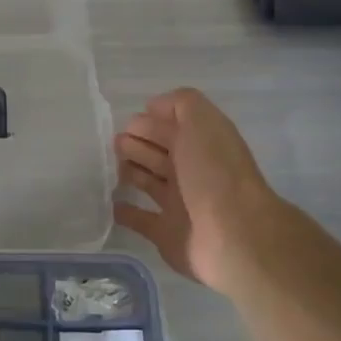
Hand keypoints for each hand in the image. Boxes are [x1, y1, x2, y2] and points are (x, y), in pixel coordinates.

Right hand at [112, 87, 280, 291]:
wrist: (232, 235)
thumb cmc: (214, 173)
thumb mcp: (202, 123)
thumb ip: (181, 104)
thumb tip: (153, 108)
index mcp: (201, 145)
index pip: (170, 127)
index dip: (148, 122)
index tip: (125, 124)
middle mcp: (192, 172)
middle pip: (158, 153)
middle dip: (136, 144)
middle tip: (114, 144)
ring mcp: (179, 204)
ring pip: (149, 182)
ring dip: (129, 172)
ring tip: (107, 167)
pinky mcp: (166, 234)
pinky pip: (140, 219)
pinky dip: (125, 211)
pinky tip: (109, 203)